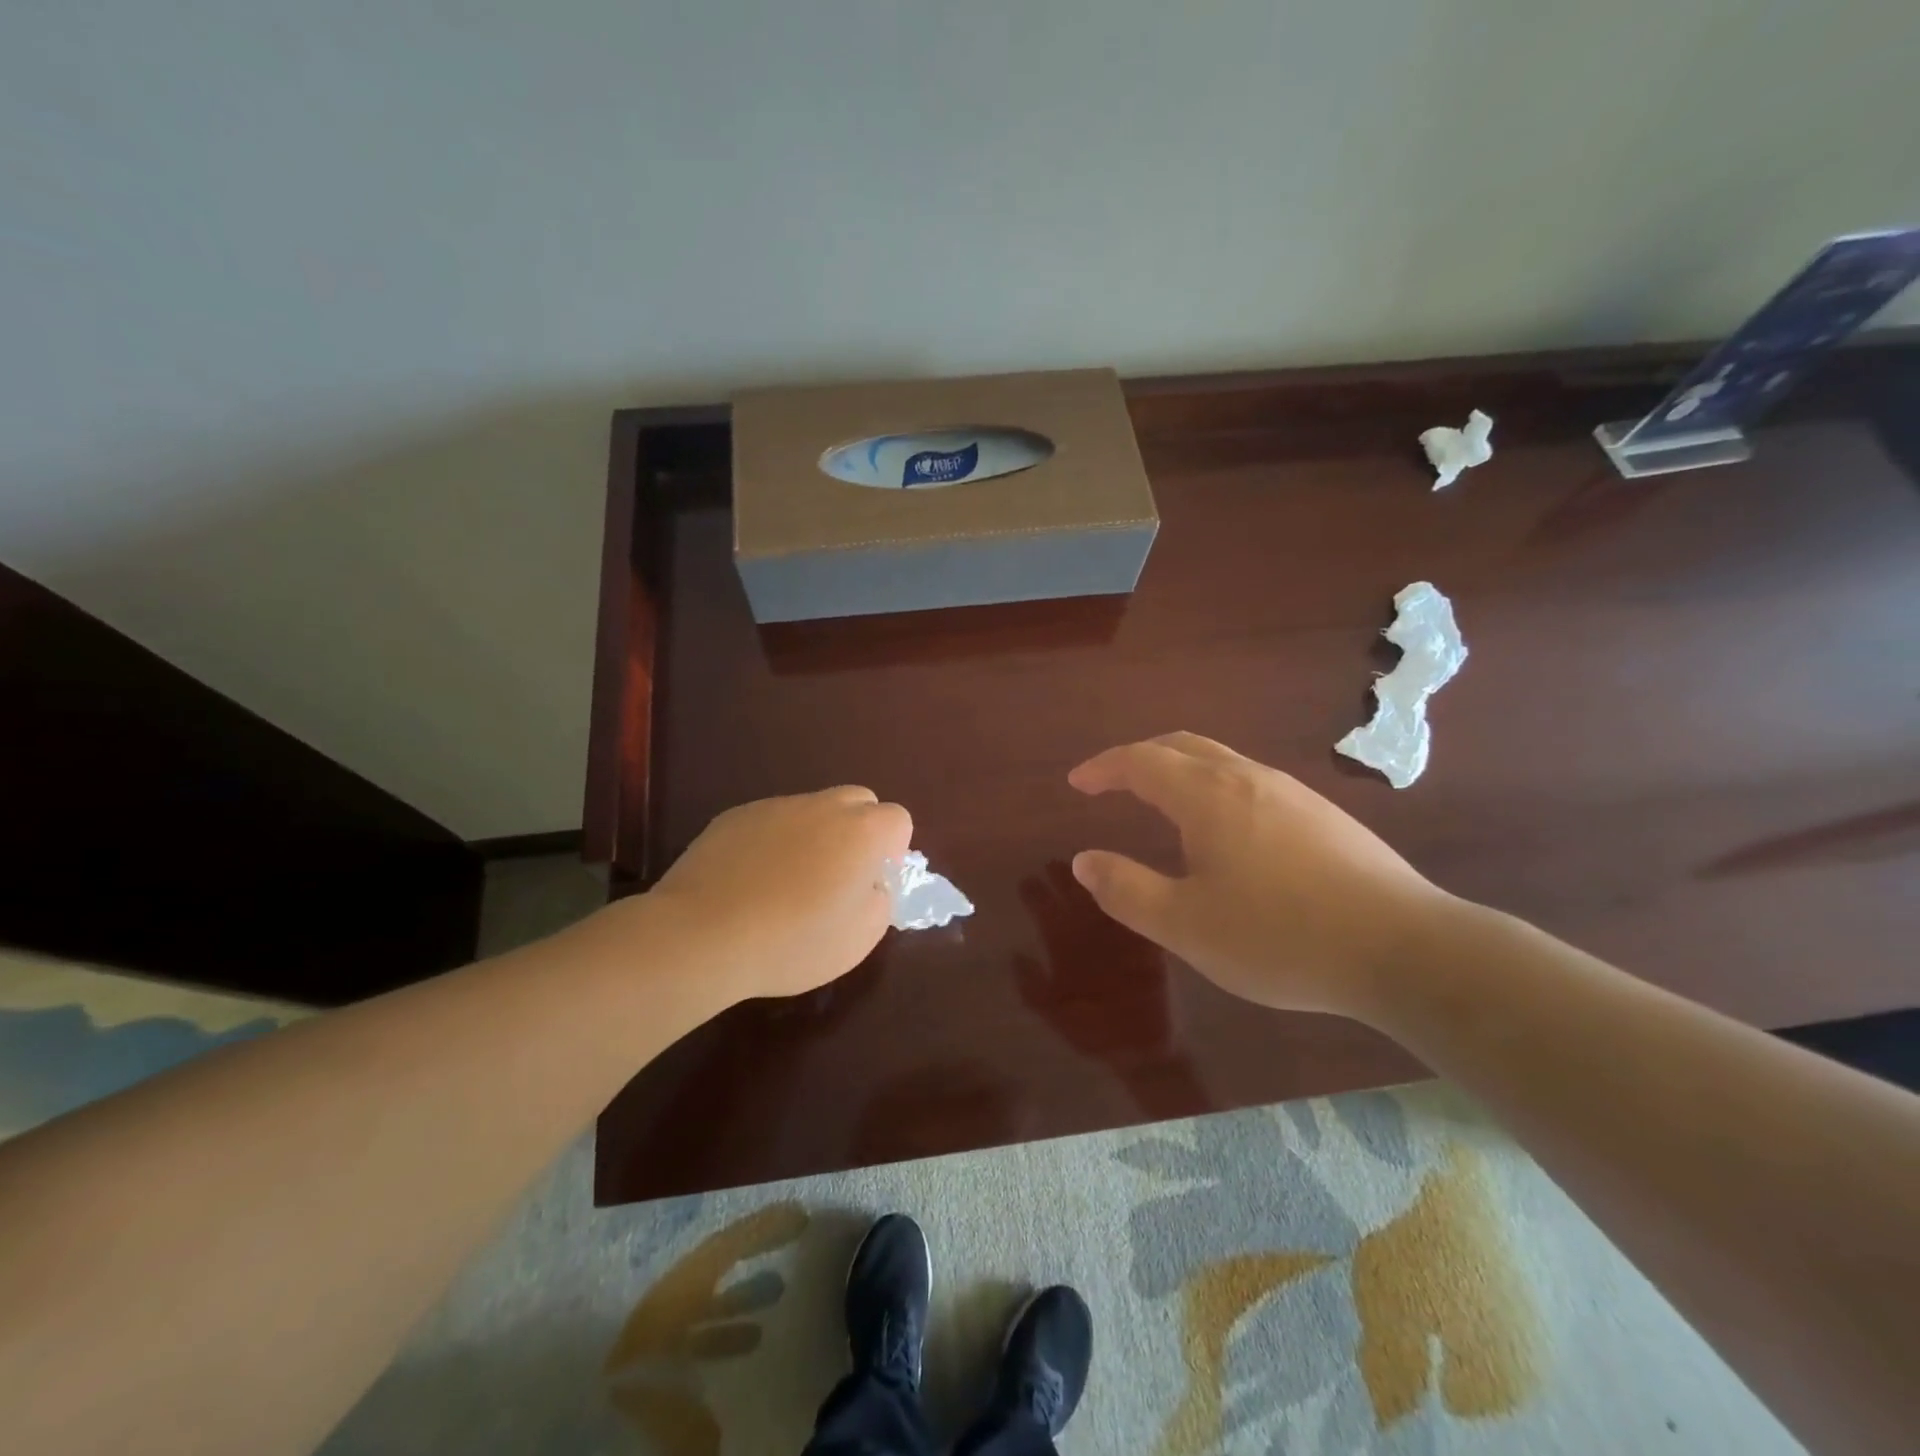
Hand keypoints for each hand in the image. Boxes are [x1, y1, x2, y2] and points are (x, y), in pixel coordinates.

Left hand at [646, 787, 912, 1001]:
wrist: (702, 935)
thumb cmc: (793, 941)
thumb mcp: (860, 938)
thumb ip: (881, 900)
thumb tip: (871, 884)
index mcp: (862, 831)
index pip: (899, 819)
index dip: (892, 851)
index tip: (871, 884)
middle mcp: (822, 806)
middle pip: (858, 802)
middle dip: (858, 832)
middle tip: (838, 878)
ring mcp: (775, 806)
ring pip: (811, 811)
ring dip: (813, 837)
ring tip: (787, 886)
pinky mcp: (735, 816)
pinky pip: (770, 822)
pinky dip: (772, 844)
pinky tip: (751, 883)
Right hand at [1068, 733, 1453, 1018]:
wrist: (1404, 949)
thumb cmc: (1280, 936)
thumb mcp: (1185, 925)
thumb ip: (1126, 889)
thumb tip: (1083, 860)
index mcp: (1208, 795)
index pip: (1142, 760)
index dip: (1104, 767)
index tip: (1078, 782)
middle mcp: (1249, 778)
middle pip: (1184, 745)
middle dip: (1140, 757)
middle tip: (1113, 782)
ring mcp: (1293, 793)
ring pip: (1223, 761)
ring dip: (1181, 771)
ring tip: (1163, 804)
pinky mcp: (1324, 816)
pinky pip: (1252, 783)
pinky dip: (1216, 789)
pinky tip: (1228, 832)